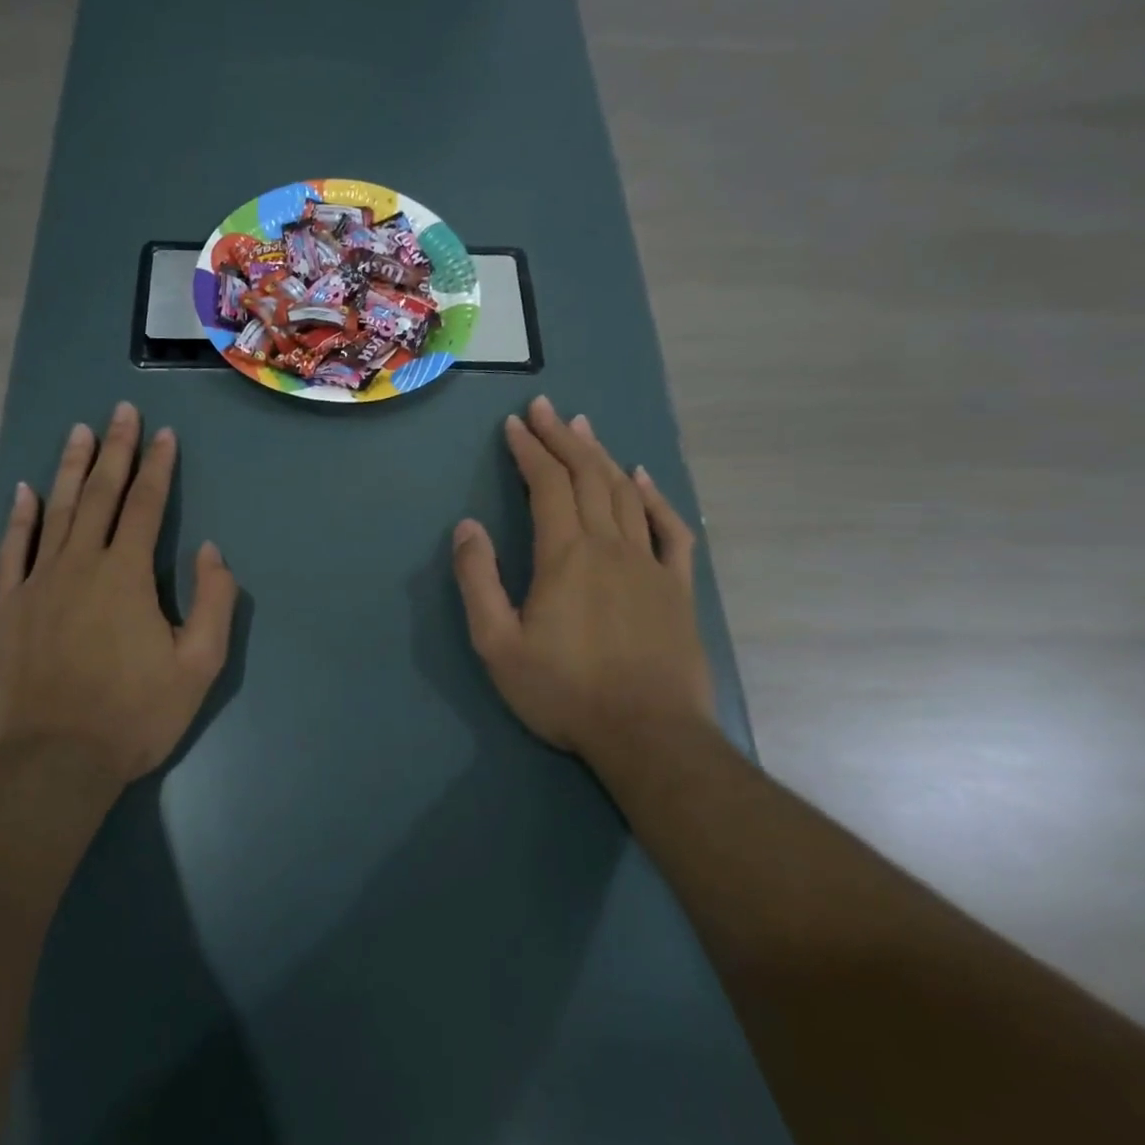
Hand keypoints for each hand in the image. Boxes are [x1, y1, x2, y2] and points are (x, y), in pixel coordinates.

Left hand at [0, 404, 237, 789]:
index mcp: (127, 575)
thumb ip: (214, 602)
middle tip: (120, 411)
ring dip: (70, 468)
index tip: (164, 435)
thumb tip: (209, 551)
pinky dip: (20, 518)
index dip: (157, 468)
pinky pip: (13, 550)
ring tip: (79, 431)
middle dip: (115, 450)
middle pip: (99, 495)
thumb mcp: (198, 666)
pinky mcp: (8, 607)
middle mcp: (80, 564)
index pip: (145, 506)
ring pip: (56, 511)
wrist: (55, 762)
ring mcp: (38, 583)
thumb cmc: (135, 715)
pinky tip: (25, 491)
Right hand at [452, 396, 715, 774]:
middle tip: (545, 409)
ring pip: (624, 494)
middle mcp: (610, 546)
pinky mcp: (677, 588)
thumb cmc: (564, 692)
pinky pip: (670, 529)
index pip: (546, 486)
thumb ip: (478, 581)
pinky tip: (641, 480)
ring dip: (601, 457)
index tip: (514, 425)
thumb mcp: (497, 643)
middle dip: (562, 439)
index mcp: (565, 556)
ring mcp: (650, 564)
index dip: (530, 451)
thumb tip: (467, 527)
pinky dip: (654, 498)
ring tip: (584, 428)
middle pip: (586, 477)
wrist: (648, 735)